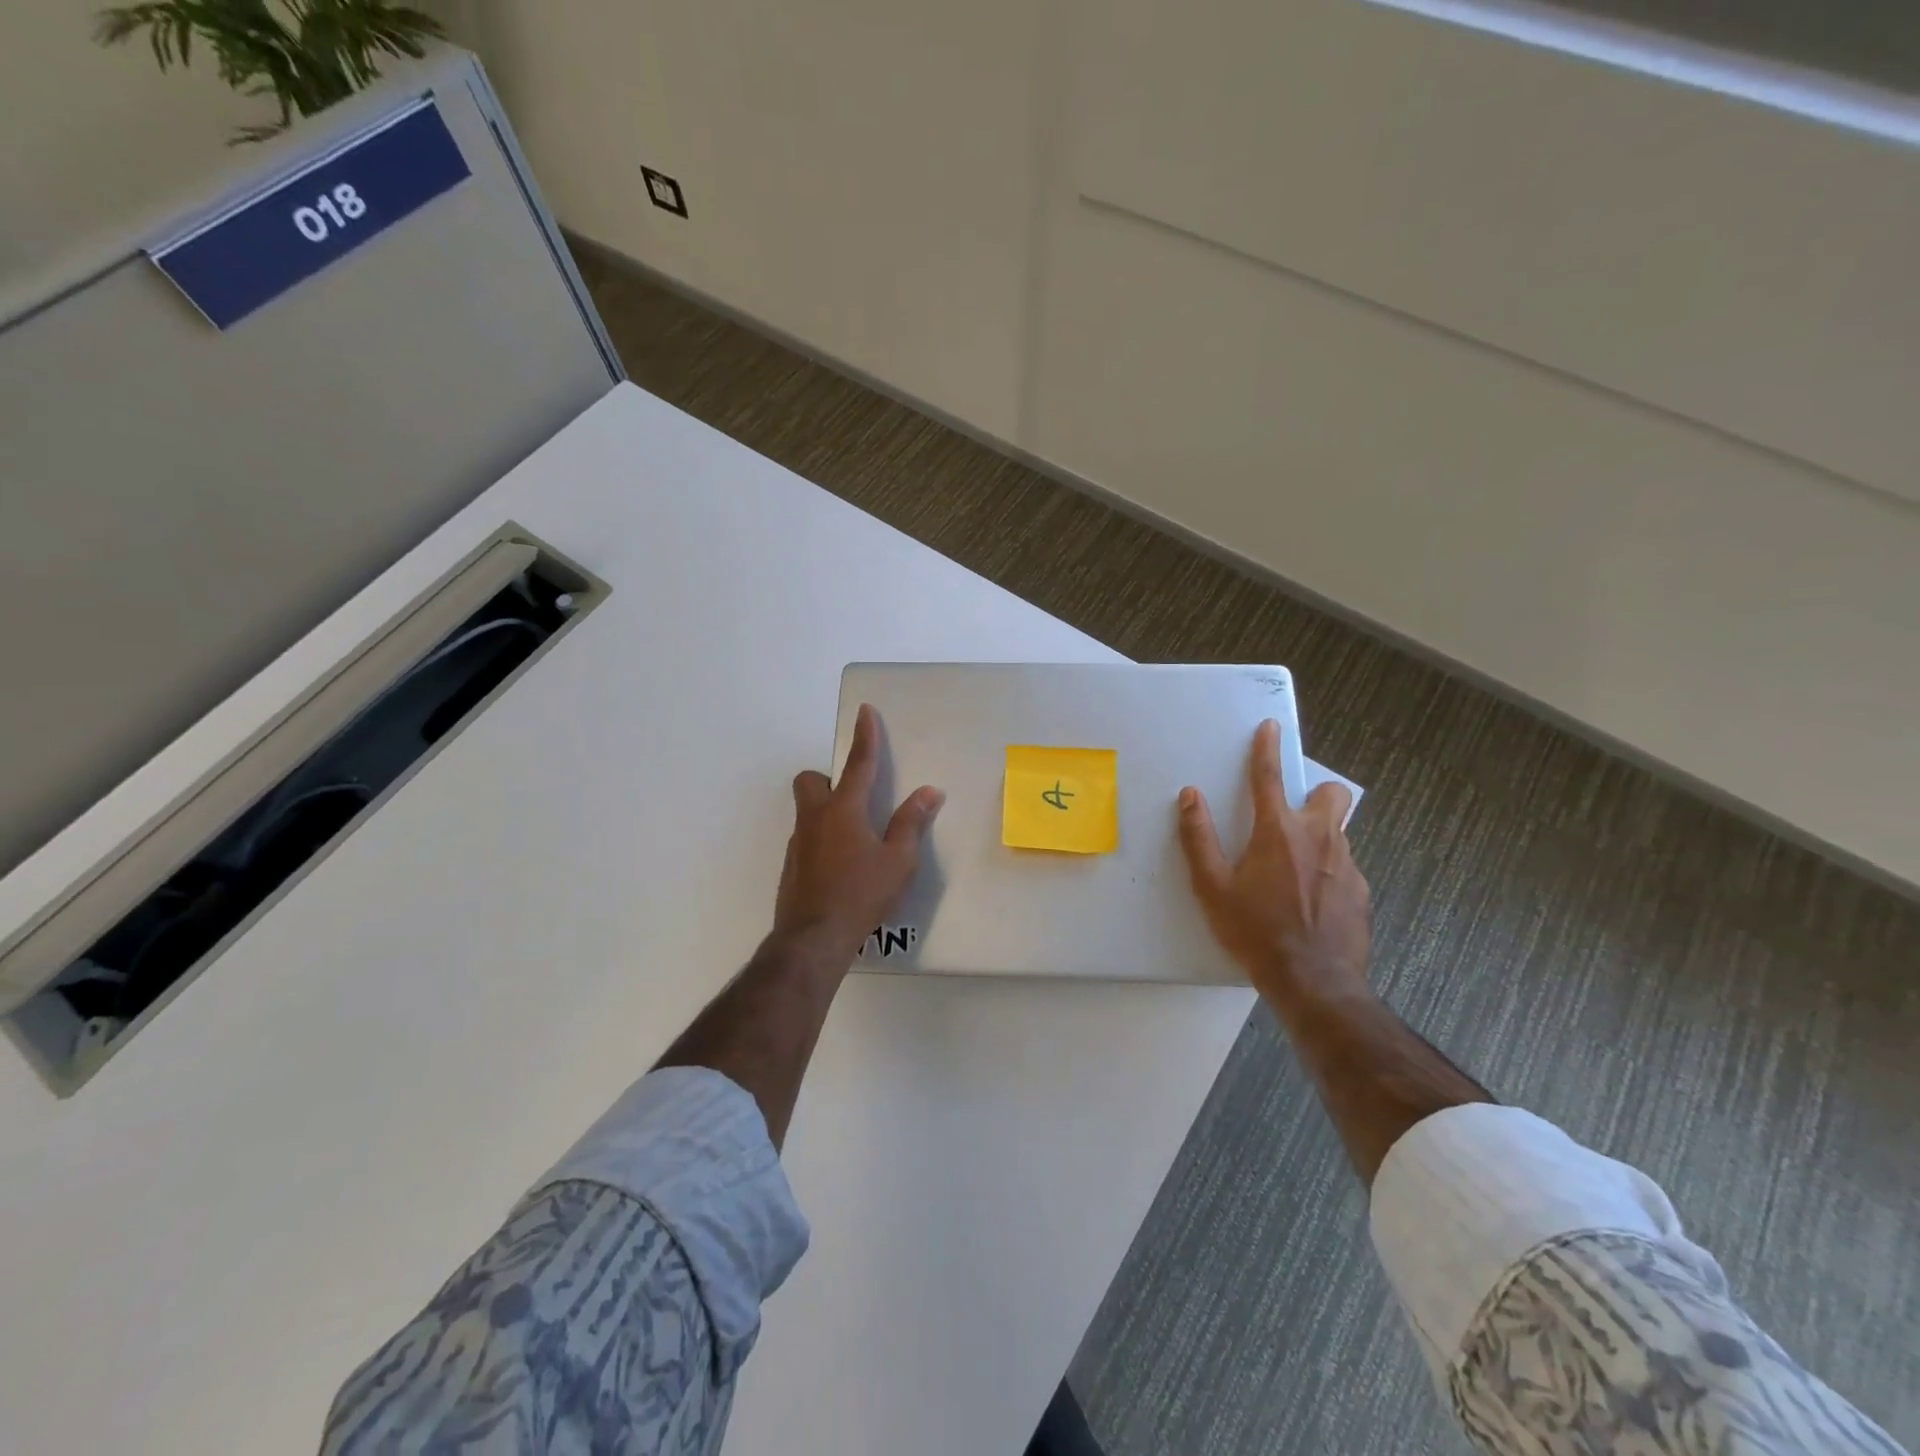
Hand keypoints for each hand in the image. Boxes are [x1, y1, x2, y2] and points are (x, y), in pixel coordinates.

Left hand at [773, 703, 944, 968]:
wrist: (813, 938)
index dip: (865, 736)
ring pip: (807, 811)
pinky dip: (822, 840)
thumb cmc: (861, 894)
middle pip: (810, 780)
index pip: (858, 764)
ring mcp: (798, 843)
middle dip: (827, 778)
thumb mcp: (899, 861)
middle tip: (853, 798)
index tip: (864, 711)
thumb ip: (911, 823)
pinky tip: (841, 867)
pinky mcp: (791, 866)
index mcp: (844, 810)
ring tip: (855, 840)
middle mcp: (815, 819)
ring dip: (827, 812)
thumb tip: (928, 792)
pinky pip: (806, 839)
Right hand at [1177, 719, 1370, 1009]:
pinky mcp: (1361, 891)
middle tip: (1292, 817)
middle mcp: (1319, 838)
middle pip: (1331, 794)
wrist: (1313, 981)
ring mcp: (1346, 865)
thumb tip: (1190, 796)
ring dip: (1318, 835)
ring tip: (1294, 870)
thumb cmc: (1255, 931)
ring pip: (1338, 831)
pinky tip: (1311, 900)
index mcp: (1278, 832)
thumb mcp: (1212, 887)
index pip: (1269, 777)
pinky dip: (1327, 870)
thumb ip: (1199, 837)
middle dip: (1316, 793)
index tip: (1271, 727)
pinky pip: (1344, 866)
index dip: (1266, 748)